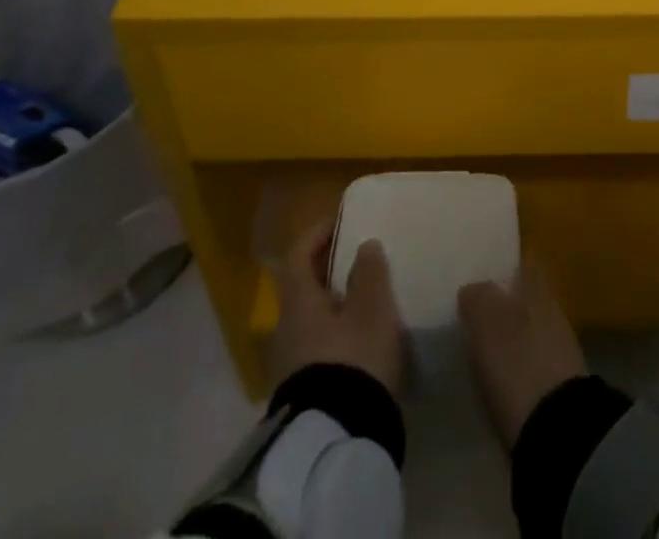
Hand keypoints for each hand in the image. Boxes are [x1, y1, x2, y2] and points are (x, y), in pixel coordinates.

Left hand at [270, 221, 405, 394]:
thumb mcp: (372, 308)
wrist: (337, 440)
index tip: (340, 220)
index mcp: (298, 302)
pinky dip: (338, 333)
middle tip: (359, 258)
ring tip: (367, 299)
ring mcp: (291, 364)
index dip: (317, 233)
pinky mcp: (305, 392)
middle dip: (329, 270)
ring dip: (335, 303)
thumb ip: (369, 272)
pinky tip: (362, 339)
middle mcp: (286, 329)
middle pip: (303, 288)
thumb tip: (363, 245)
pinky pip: (319, 346)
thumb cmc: (354, 358)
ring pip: (311, 319)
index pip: (297, 255)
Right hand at [458, 263, 588, 446]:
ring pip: (529, 327)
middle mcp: (552, 309)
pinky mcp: (557, 383)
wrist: (555, 429)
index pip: (525, 262)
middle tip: (473, 308)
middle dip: (505, 300)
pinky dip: (516, 362)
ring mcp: (558, 347)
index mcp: (537, 287)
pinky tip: (497, 374)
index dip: (506, 263)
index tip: (483, 268)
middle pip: (526, 296)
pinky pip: (531, 359)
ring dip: (510, 333)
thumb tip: (472, 288)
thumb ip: (477, 296)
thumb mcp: (486, 322)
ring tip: (480, 343)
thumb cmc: (517, 362)